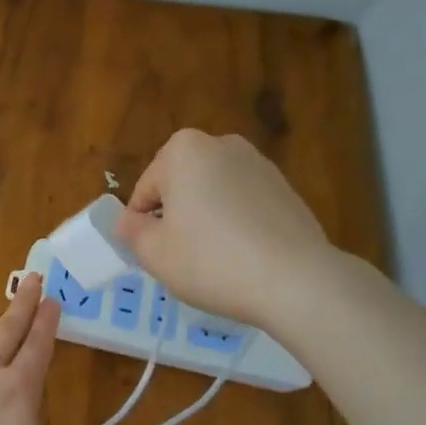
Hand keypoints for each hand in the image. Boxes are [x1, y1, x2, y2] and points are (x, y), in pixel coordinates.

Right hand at [116, 129, 330, 330]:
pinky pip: (244, 205)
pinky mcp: (286, 188)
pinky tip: (245, 258)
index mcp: (183, 150)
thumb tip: (129, 221)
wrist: (296, 280)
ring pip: (213, 194)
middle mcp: (222, 144)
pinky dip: (237, 225)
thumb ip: (131, 231)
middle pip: (180, 186)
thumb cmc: (211, 261)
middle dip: (176, 217)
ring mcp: (259, 164)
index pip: (145, 192)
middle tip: (183, 258)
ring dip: (206, 220)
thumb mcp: (154, 253)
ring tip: (216, 261)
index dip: (143, 227)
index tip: (155, 255)